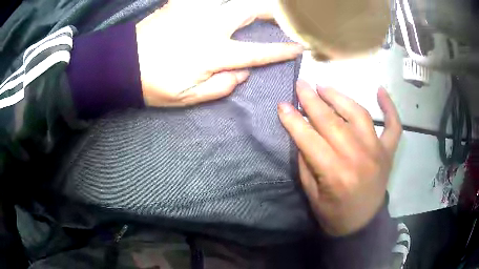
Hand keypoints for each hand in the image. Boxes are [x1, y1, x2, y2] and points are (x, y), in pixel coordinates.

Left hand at [135, 0, 302, 106]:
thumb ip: (219, 87)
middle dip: (275, 11)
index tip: (300, 47)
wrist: (121, 66)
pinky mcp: (178, 3)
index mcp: (211, 54)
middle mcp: (207, 26)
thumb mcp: (186, 98)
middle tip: (288, 15)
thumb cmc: (152, 85)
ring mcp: (192, 11)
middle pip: (250, 10)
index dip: (282, 50)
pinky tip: (227, 1)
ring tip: (265, 5)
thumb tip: (242, 73)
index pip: (257, 52)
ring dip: (252, 1)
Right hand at [278, 80, 401, 235]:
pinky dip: (389, 107)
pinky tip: (380, 90)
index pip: (310, 139)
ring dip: (340, 97)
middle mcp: (358, 158)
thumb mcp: (311, 194)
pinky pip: (393, 125)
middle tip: (301, 84)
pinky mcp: (388, 152)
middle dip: (312, 100)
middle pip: (332, 121)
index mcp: (335, 174)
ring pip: (359, 115)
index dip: (293, 120)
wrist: (362, 225)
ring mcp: (377, 152)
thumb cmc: (333, 214)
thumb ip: (306, 162)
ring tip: (324, 87)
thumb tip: (302, 132)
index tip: (282, 104)